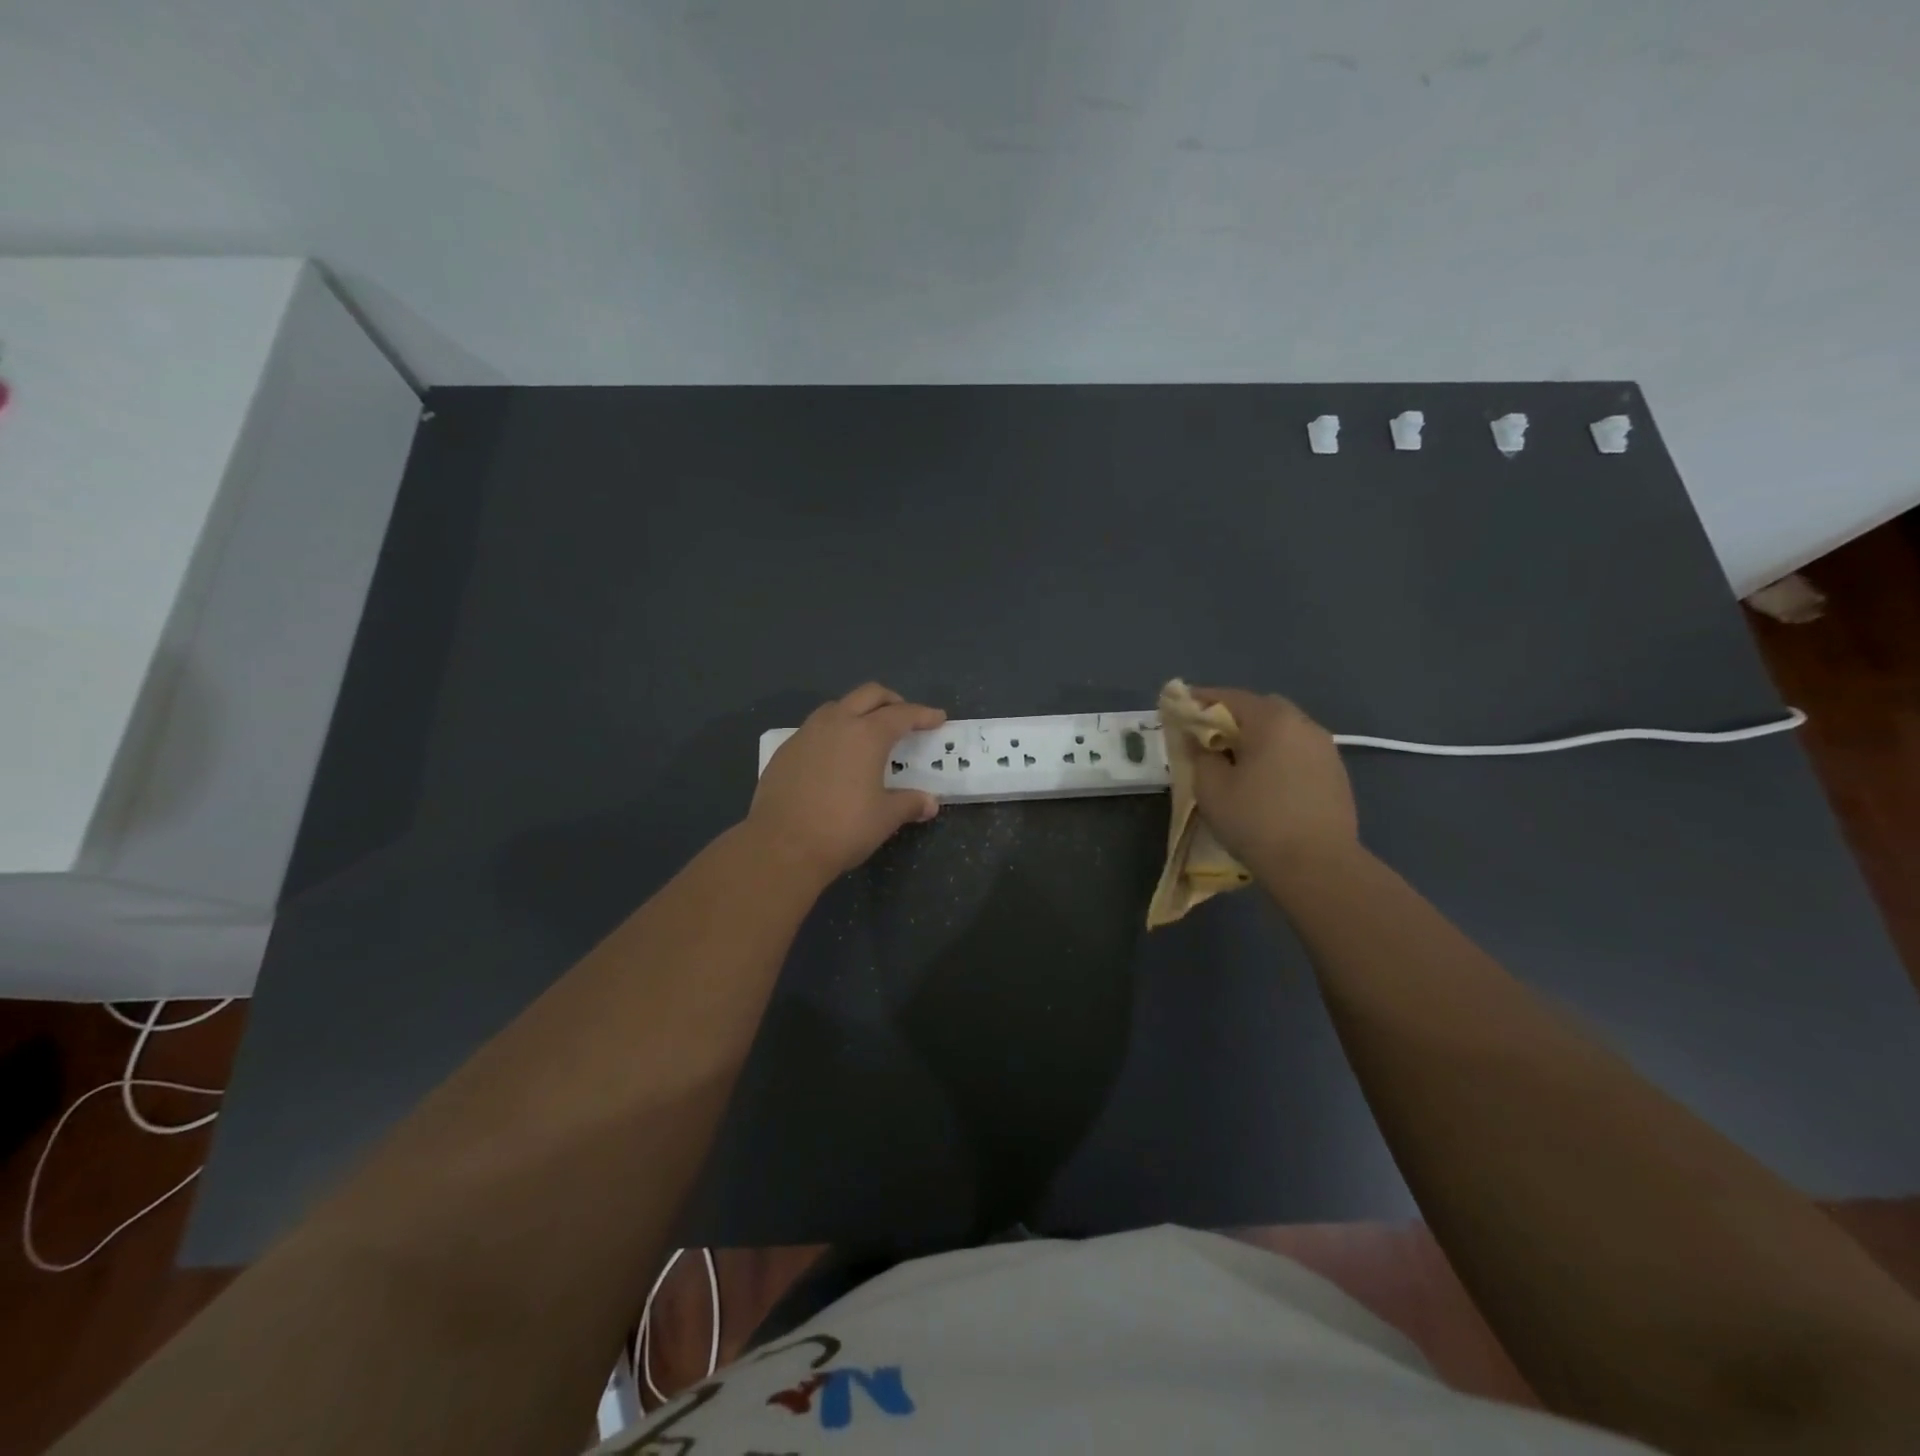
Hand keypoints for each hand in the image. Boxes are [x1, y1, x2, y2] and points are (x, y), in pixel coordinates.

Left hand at [747, 683, 945, 886]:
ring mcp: (806, 733)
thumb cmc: (842, 828)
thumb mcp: (885, 818)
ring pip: (838, 706)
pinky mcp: (785, 750)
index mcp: (867, 734)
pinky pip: (815, 728)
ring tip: (867, 733)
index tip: (938, 718)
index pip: (902, 714)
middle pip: (869, 695)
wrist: (781, 845)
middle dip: (892, 701)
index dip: (923, 715)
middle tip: (904, 718)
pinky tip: (835, 756)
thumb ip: (909, 803)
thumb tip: (929, 802)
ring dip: (858, 711)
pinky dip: (833, 732)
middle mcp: (836, 723)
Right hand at [1188, 688, 1358, 875]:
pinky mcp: (1336, 774)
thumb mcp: (1210, 788)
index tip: (1179, 710)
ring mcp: (1325, 749)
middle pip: (1260, 709)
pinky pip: (1298, 752)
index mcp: (1272, 720)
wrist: (1318, 866)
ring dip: (1258, 738)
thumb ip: (1200, 755)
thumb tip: (1199, 741)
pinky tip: (1266, 783)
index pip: (1228, 697)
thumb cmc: (1256, 821)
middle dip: (1232, 718)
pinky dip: (1278, 757)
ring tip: (1237, 763)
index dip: (1199, 701)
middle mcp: (1303, 724)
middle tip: (1209, 740)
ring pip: (1283, 731)